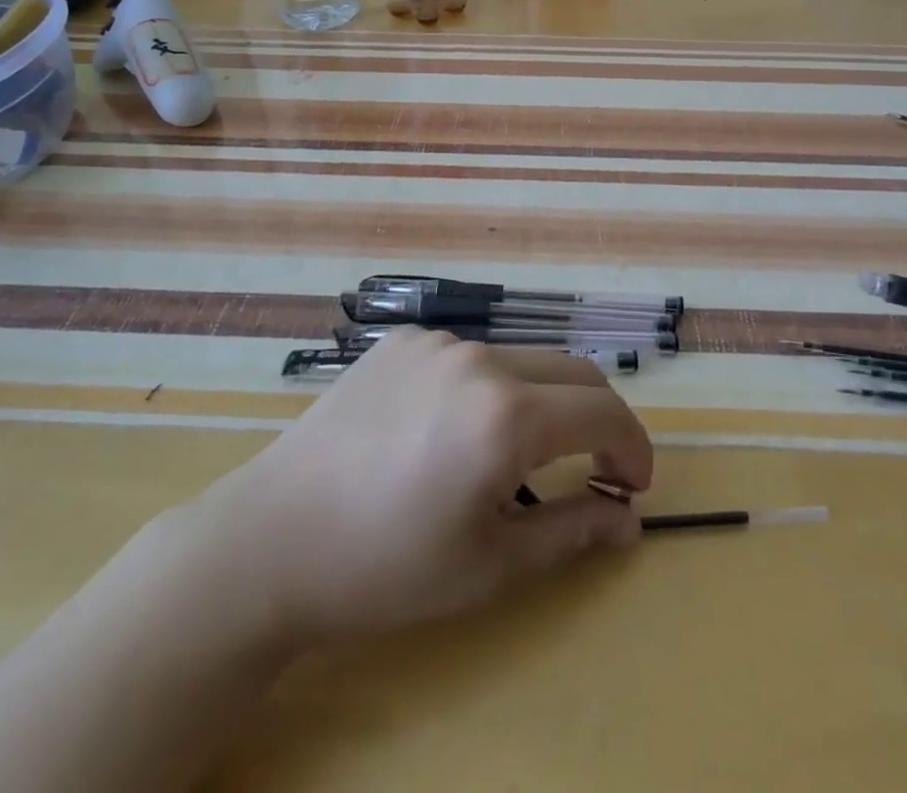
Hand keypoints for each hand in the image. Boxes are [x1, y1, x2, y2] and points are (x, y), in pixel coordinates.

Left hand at [167, 330, 652, 648]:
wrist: (271, 541)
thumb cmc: (387, 568)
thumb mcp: (491, 564)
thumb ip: (573, 531)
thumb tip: (629, 517)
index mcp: (508, 414)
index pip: (603, 411)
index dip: (634, 447)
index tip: (634, 484)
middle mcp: (480, 358)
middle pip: (572, 372)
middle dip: (598, 418)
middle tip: (595, 468)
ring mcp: (437, 341)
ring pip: (521, 360)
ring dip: (541, 401)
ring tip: (515, 457)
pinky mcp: (402, 339)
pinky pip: (468, 355)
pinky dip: (488, 387)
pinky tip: (451, 430)